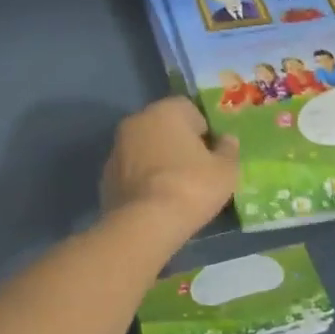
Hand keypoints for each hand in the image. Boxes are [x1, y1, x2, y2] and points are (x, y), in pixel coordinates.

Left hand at [101, 97, 239, 237]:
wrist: (144, 224)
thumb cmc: (191, 187)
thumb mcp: (226, 170)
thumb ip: (229, 149)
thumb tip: (227, 140)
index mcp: (166, 110)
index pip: (189, 109)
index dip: (204, 130)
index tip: (212, 153)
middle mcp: (137, 120)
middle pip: (164, 127)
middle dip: (178, 143)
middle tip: (196, 170)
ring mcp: (117, 148)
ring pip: (145, 148)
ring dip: (158, 160)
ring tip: (175, 188)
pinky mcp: (105, 176)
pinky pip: (132, 171)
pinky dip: (143, 179)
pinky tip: (156, 200)